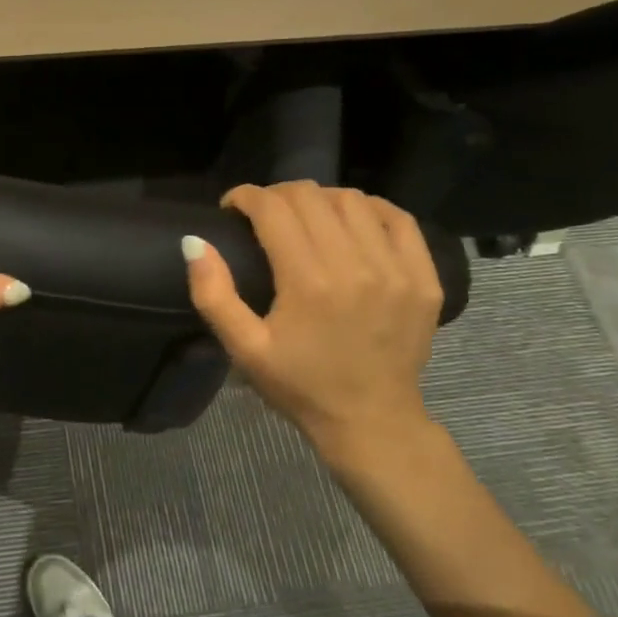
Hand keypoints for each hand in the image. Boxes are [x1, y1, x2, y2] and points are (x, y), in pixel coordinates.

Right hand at [183, 183, 442, 466]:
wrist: (372, 422)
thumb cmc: (300, 386)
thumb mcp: (244, 349)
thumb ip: (213, 294)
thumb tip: (193, 241)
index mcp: (307, 282)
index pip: (273, 208)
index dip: (245, 196)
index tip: (232, 208)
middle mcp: (355, 265)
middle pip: (310, 196)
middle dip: (277, 195)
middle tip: (263, 214)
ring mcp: (396, 270)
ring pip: (352, 200)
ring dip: (320, 199)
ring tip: (306, 218)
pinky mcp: (424, 278)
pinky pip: (398, 219)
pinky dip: (369, 209)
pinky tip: (351, 222)